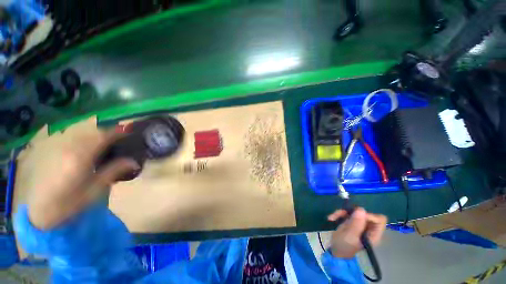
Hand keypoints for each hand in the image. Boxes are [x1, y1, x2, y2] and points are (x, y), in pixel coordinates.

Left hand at [26, 121, 138, 229]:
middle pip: (91, 131)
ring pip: (80, 132)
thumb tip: (135, 162)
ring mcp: (56, 147)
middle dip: (107, 132)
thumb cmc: (68, 204)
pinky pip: (70, 137)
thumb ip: (113, 172)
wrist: (36, 211)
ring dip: (95, 134)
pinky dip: (82, 137)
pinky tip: (85, 147)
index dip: (118, 132)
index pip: (102, 137)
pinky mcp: (50, 150)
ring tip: (104, 142)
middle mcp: (67, 147)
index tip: (130, 131)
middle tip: (119, 138)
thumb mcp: (94, 191)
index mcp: (80, 157)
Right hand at [327, 207, 386, 258]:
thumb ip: (356, 224)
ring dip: (342, 212)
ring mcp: (359, 224)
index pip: (379, 220)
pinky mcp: (351, 221)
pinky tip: (331, 218)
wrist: (334, 251)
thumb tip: (361, 209)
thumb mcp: (349, 236)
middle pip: (365, 213)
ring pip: (354, 211)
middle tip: (341, 214)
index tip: (356, 216)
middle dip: (352, 212)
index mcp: (373, 234)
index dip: (368, 215)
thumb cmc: (344, 247)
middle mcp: (369, 228)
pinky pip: (347, 213)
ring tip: (333, 217)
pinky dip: (339, 214)